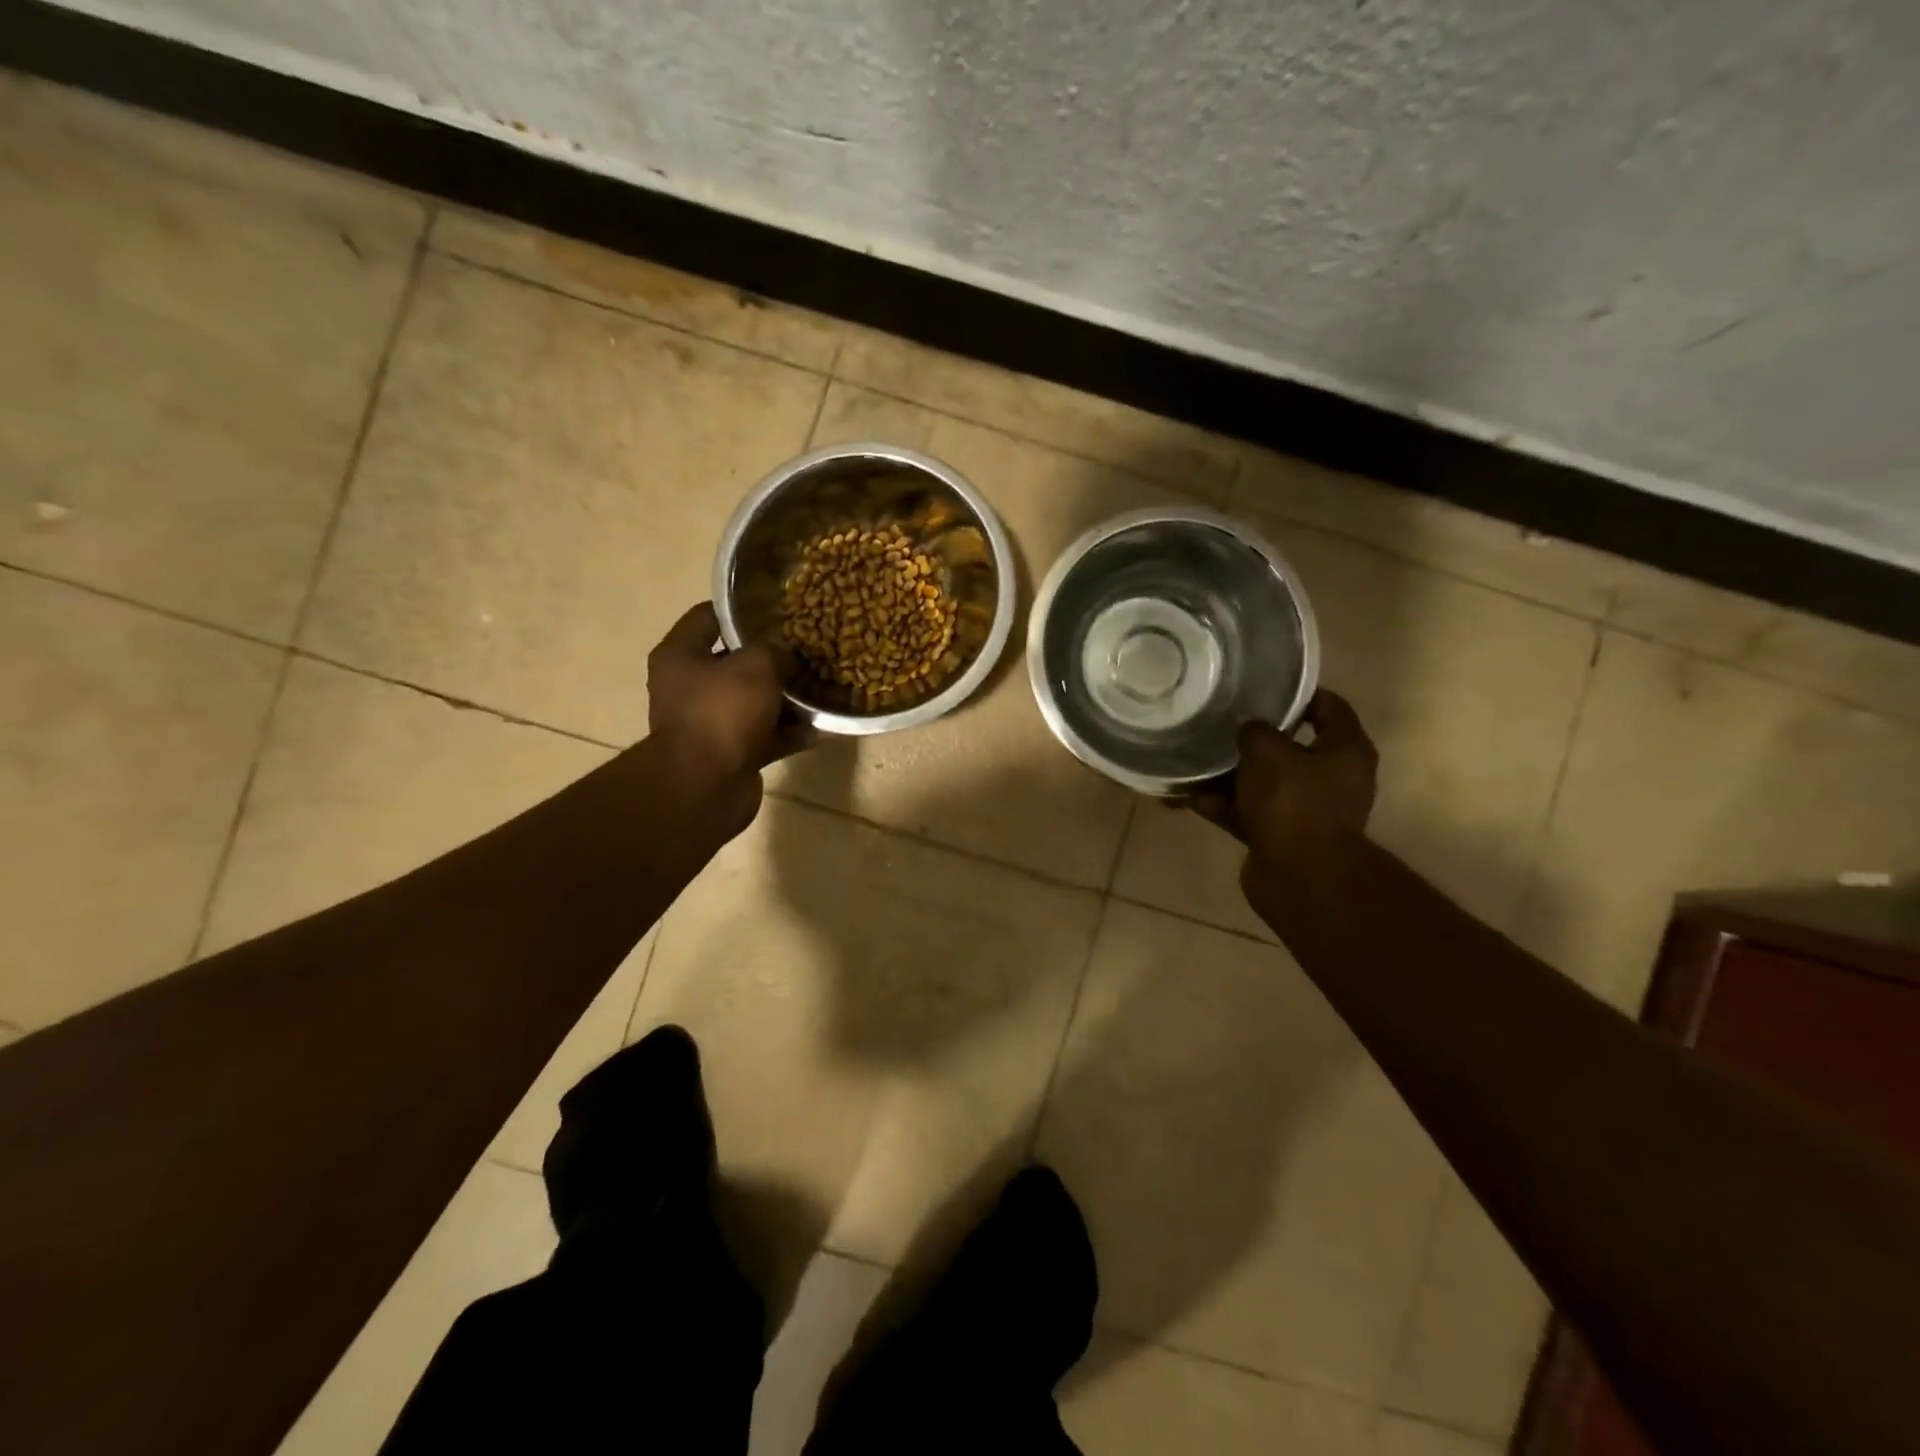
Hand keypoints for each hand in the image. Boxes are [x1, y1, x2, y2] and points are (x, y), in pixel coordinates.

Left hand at [647, 602, 813, 819]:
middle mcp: (690, 688)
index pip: (707, 617)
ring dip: (787, 697)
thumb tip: (787, 650)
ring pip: (755, 702)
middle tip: (808, 647)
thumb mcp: (756, 666)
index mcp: (680, 656)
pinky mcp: (732, 754)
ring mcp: (711, 724)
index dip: (741, 609)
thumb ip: (775, 649)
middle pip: (735, 662)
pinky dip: (793, 732)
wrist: (703, 788)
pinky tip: (827, 727)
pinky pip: (768, 735)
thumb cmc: (721, 713)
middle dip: (772, 657)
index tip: (777, 606)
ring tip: (824, 684)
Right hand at [1189, 690, 1377, 870]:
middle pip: (1289, 745)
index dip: (1297, 692)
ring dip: (1229, 773)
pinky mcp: (1279, 834)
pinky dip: (1221, 804)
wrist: (1300, 877)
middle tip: (1220, 720)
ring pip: (1261, 781)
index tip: (1262, 685)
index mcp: (1345, 749)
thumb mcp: (1268, 751)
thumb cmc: (1294, 802)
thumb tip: (1247, 730)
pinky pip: (1245, 810)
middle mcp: (1331, 777)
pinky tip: (1187, 795)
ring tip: (1193, 757)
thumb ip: (1254, 730)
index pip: (1328, 706)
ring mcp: (1305, 808)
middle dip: (1253, 736)